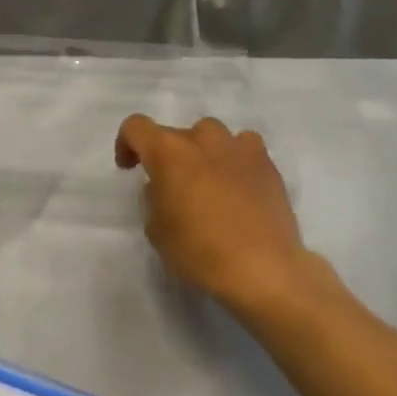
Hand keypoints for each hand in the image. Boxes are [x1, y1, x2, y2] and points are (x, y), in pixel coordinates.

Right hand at [115, 114, 338, 317]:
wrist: (262, 268)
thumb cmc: (198, 250)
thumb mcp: (156, 228)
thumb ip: (155, 197)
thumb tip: (166, 187)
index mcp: (169, 152)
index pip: (136, 127)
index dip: (127, 144)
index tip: (131, 169)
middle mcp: (204, 140)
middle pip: (177, 133)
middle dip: (168, 154)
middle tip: (171, 185)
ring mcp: (240, 149)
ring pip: (213, 135)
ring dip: (203, 152)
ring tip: (206, 181)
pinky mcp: (268, 166)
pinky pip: (244, 150)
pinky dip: (234, 161)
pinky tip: (237, 187)